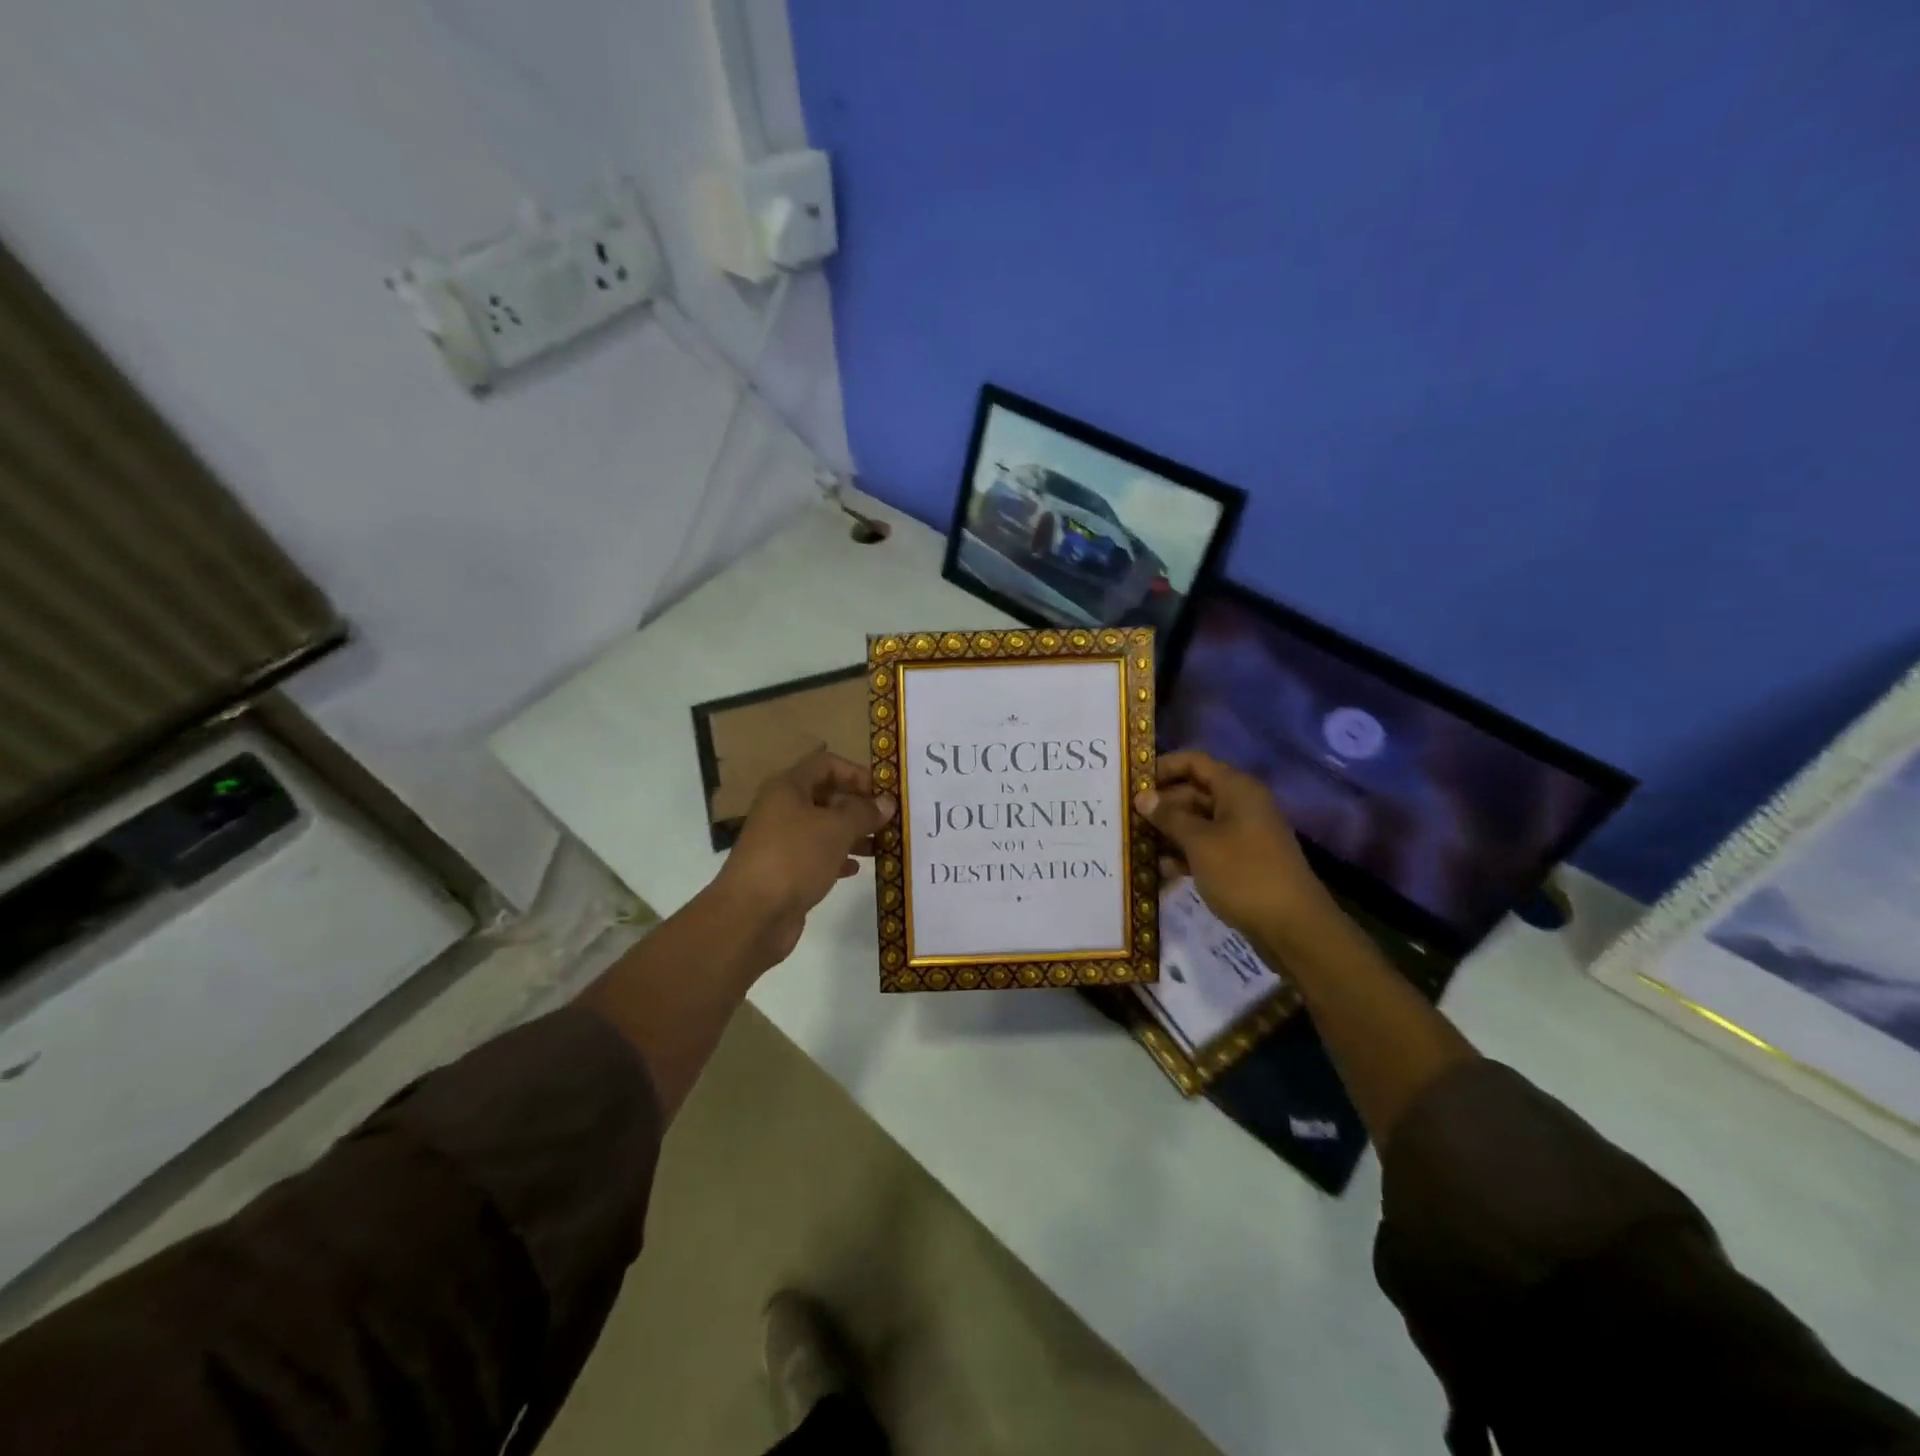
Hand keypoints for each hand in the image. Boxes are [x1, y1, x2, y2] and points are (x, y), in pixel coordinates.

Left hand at [712, 749, 896, 965]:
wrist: (751, 915)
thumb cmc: (794, 858)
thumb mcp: (836, 829)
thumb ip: (864, 812)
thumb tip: (887, 802)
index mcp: (789, 787)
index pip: (827, 764)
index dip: (857, 773)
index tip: (883, 793)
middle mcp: (782, 808)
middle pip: (826, 795)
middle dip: (858, 806)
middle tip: (889, 821)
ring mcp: (781, 840)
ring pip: (823, 827)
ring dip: (852, 833)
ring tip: (881, 846)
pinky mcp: (784, 870)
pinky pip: (816, 855)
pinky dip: (837, 857)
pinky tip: (856, 869)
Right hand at [1136, 750, 1339, 946]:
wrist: (1294, 928)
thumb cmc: (1244, 874)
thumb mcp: (1200, 843)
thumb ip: (1169, 817)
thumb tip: (1142, 796)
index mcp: (1236, 789)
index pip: (1193, 762)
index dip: (1162, 768)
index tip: (1131, 784)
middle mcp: (1240, 805)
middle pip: (1193, 792)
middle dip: (1160, 804)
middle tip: (1125, 818)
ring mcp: (1242, 834)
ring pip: (1197, 822)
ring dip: (1168, 832)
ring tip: (1135, 844)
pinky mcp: (1241, 861)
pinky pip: (1206, 847)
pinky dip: (1184, 854)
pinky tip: (1159, 869)